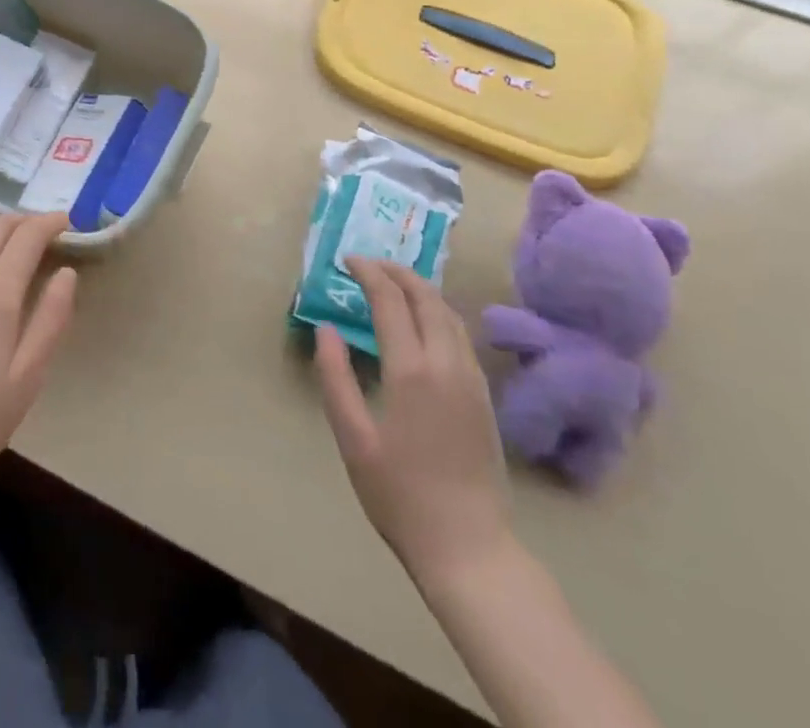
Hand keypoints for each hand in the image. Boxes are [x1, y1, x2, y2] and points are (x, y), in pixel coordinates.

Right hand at [314, 259, 511, 593]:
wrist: (469, 549)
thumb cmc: (400, 496)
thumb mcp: (353, 439)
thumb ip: (335, 378)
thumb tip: (325, 329)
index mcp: (411, 371)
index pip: (390, 301)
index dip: (368, 273)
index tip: (347, 261)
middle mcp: (446, 364)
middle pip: (426, 298)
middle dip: (397, 272)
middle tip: (369, 264)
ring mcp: (471, 380)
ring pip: (449, 314)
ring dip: (421, 289)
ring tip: (394, 284)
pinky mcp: (484, 397)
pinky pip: (461, 336)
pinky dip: (438, 312)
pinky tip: (424, 322)